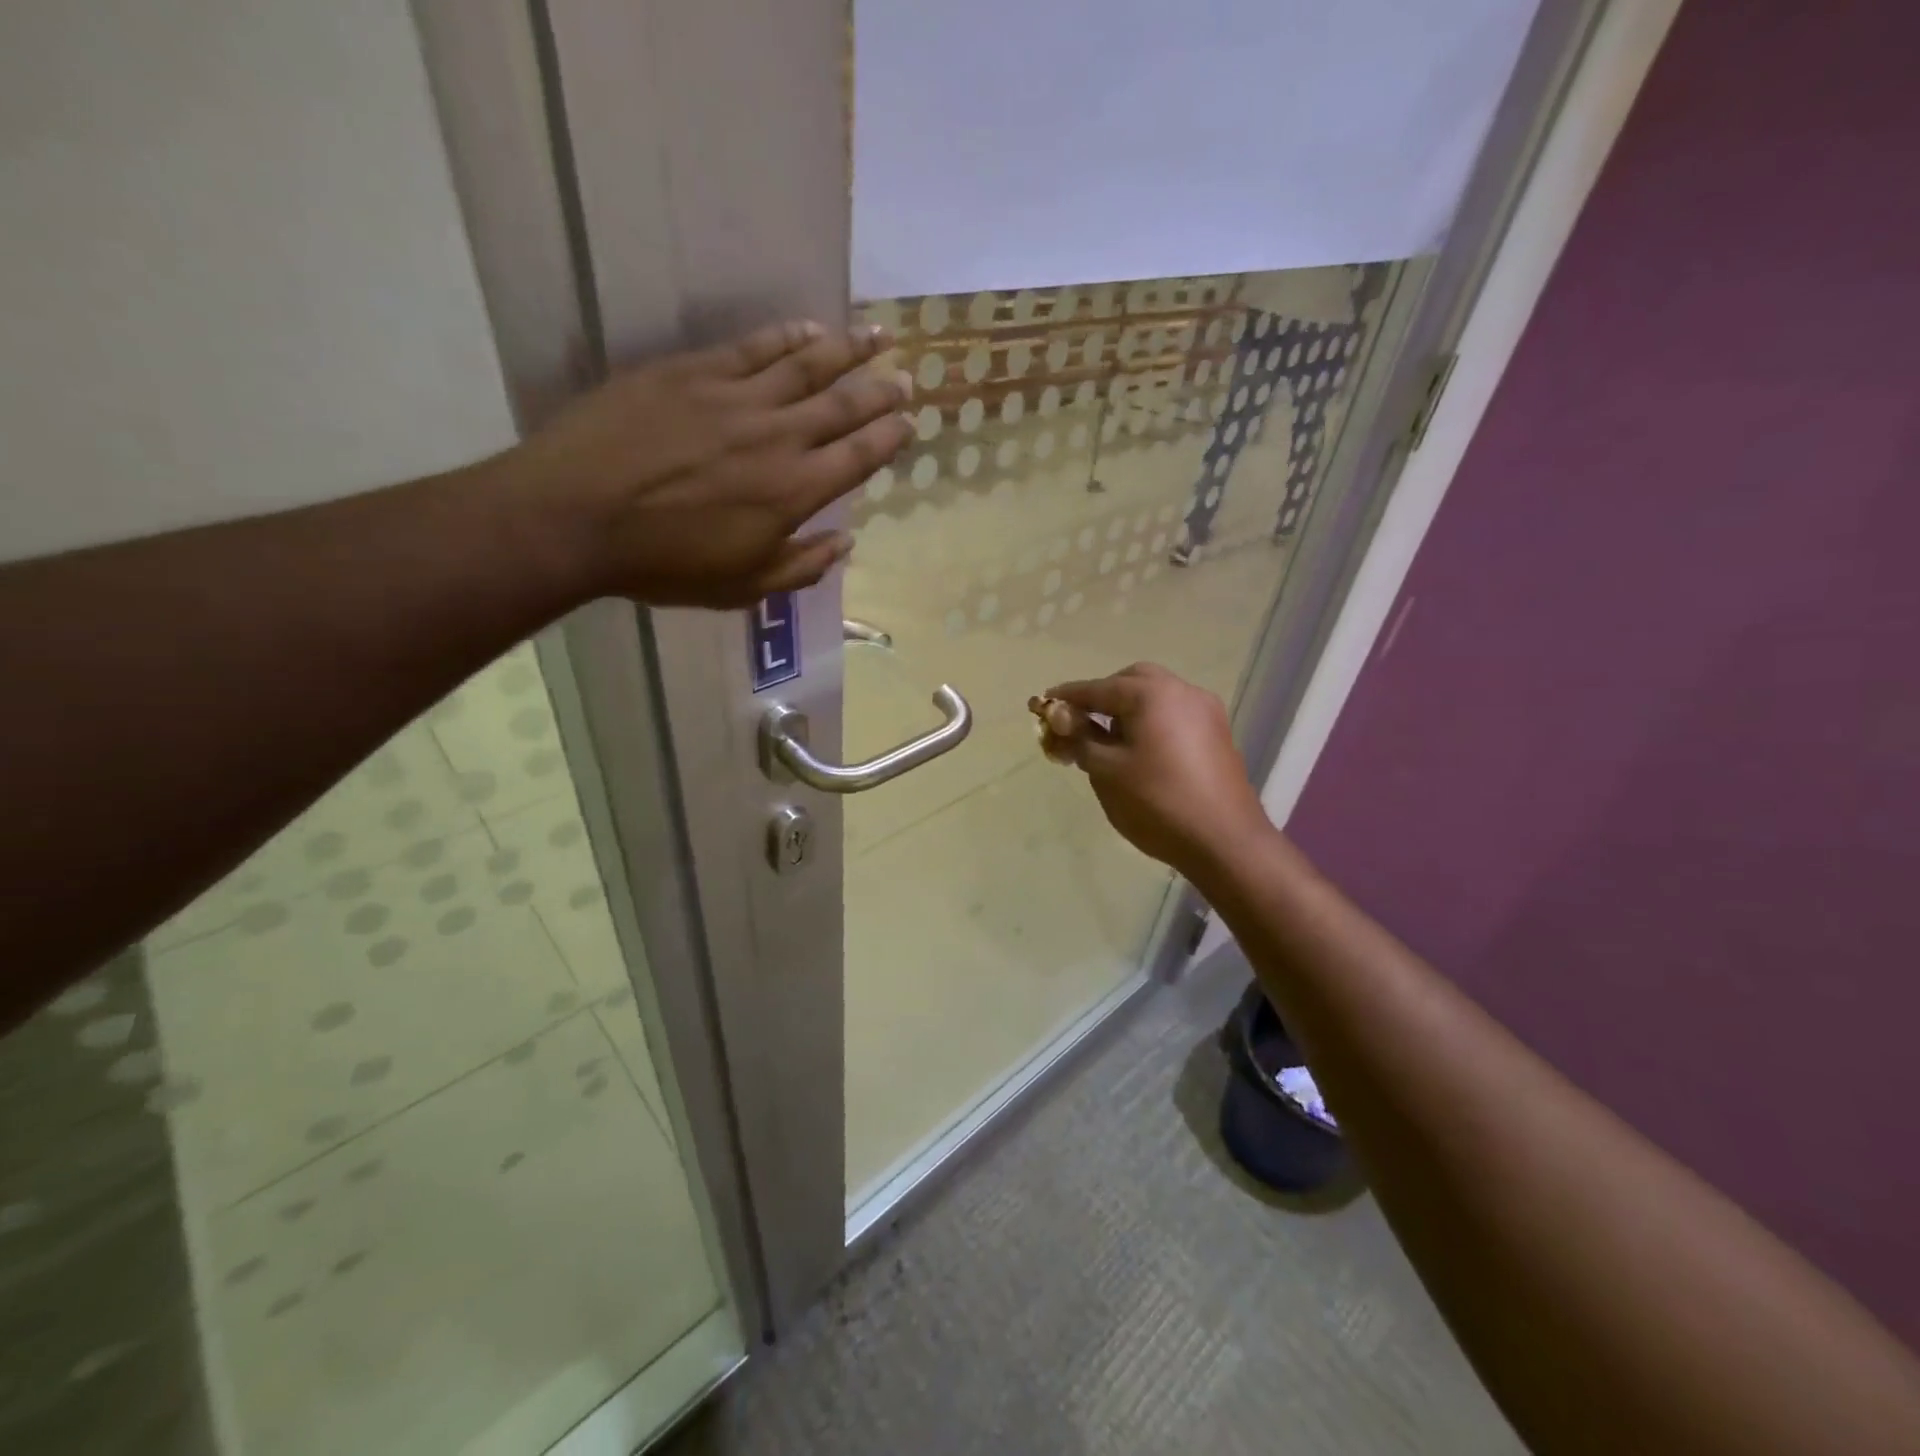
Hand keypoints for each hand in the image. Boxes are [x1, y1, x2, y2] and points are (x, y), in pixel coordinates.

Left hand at [491, 319, 911, 607]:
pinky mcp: (693, 372)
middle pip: (843, 405)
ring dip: (848, 349)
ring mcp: (735, 397)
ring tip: (879, 335)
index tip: (908, 424)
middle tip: (906, 378)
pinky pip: (752, 347)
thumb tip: (845, 544)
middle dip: (881, 391)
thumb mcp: (741, 586)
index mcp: (794, 493)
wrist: (576, 516)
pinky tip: (809, 327)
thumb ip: (801, 567)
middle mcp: (778, 437)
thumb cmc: (663, 564)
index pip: (858, 457)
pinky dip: (786, 336)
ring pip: (806, 364)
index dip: (888, 438)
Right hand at [1040, 663, 1274, 878]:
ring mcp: (1205, 711)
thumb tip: (1058, 718)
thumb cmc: (1157, 803)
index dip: (1067, 698)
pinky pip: (1175, 714)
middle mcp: (1182, 691)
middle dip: (1102, 696)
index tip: (1042, 705)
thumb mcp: (1106, 771)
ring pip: (1157, 696)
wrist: (1225, 841)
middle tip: (1080, 723)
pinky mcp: (1217, 734)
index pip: (1097, 688)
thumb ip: (1079, 738)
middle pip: (1132, 681)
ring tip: (1108, 740)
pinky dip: (1151, 721)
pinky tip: (1140, 751)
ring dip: (1128, 709)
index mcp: (1151, 694)